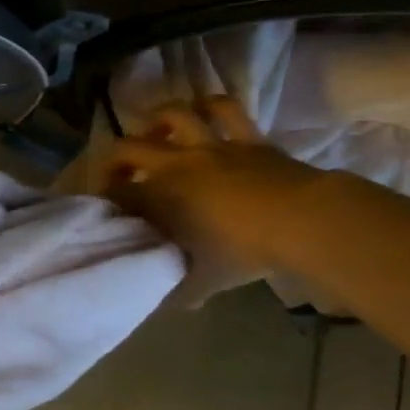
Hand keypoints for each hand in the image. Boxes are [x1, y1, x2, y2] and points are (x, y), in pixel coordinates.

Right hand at [79, 96, 329, 303]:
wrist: (304, 221)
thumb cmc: (245, 251)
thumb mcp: (207, 278)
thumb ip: (185, 289)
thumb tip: (179, 303)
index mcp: (159, 197)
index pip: (117, 194)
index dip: (106, 200)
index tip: (105, 211)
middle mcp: (175, 165)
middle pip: (127, 149)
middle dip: (114, 160)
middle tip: (118, 174)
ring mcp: (211, 146)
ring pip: (174, 116)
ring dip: (157, 120)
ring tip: (154, 132)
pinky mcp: (247, 139)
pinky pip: (226, 111)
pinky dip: (210, 105)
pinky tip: (201, 109)